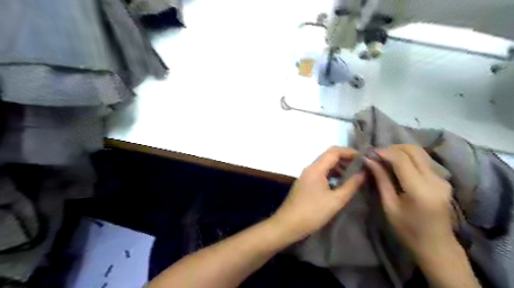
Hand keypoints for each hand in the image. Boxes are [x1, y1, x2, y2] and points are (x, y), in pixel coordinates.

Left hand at [270, 146, 364, 240]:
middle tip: (362, 167)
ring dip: (339, 167)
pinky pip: (320, 173)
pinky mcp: (305, 184)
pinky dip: (332, 175)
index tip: (364, 158)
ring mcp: (306, 176)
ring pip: (325, 165)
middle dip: (346, 159)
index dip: (350, 152)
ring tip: (354, 176)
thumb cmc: (312, 212)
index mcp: (316, 169)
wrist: (287, 224)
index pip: (334, 151)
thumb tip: (363, 173)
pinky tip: (341, 184)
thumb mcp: (335, 200)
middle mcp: (310, 168)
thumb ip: (351, 185)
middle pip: (329, 156)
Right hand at [365, 145, 452, 256]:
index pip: (402, 159)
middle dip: (392, 148)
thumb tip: (369, 160)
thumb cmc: (408, 230)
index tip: (370, 153)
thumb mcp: (389, 205)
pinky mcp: (443, 180)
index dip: (384, 152)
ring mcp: (442, 179)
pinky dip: (407, 158)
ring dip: (400, 151)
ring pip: (419, 153)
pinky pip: (423, 160)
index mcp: (420, 189)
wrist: (437, 246)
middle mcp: (435, 180)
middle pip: (413, 150)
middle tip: (377, 155)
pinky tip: (396, 165)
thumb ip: (381, 180)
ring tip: (384, 158)